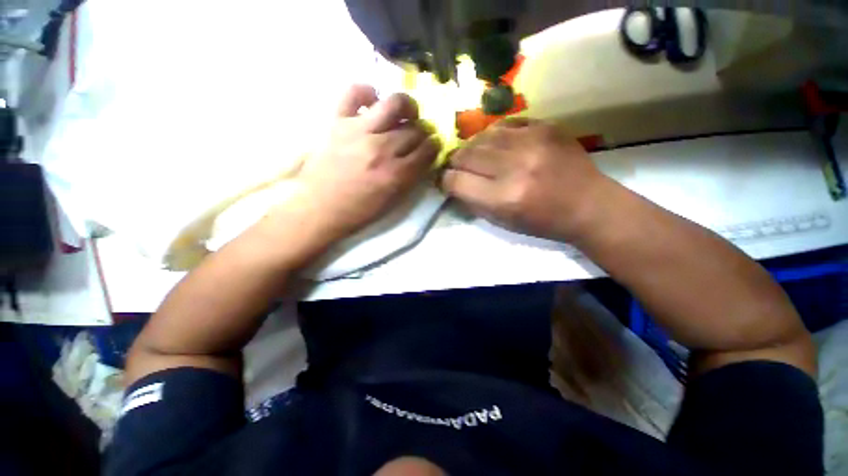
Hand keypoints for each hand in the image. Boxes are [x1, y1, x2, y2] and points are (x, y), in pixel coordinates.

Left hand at [289, 85, 440, 240]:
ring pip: (394, 104)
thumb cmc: (358, 210)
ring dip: (407, 107)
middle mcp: (382, 148)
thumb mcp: (393, 201)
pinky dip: (367, 92)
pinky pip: (354, 92)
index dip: (435, 146)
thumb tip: (423, 158)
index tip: (434, 145)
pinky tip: (373, 103)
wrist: (319, 208)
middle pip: (414, 129)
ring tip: (406, 113)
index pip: (427, 150)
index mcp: (396, 173)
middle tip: (420, 135)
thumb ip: (411, 178)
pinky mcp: (338, 121)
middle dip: (424, 131)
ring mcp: (359, 131)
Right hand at [439, 119, 606, 240]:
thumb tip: (452, 183)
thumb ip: (472, 202)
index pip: (455, 181)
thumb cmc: (542, 222)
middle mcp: (514, 167)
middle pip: (464, 155)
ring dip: (472, 149)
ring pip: (480, 137)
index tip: (446, 182)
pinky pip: (503, 125)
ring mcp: (531, 142)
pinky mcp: (544, 127)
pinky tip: (497, 146)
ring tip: (477, 157)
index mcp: (503, 198)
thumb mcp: (501, 222)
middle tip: (459, 169)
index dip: (445, 181)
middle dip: (455, 163)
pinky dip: (493, 136)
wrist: (588, 205)